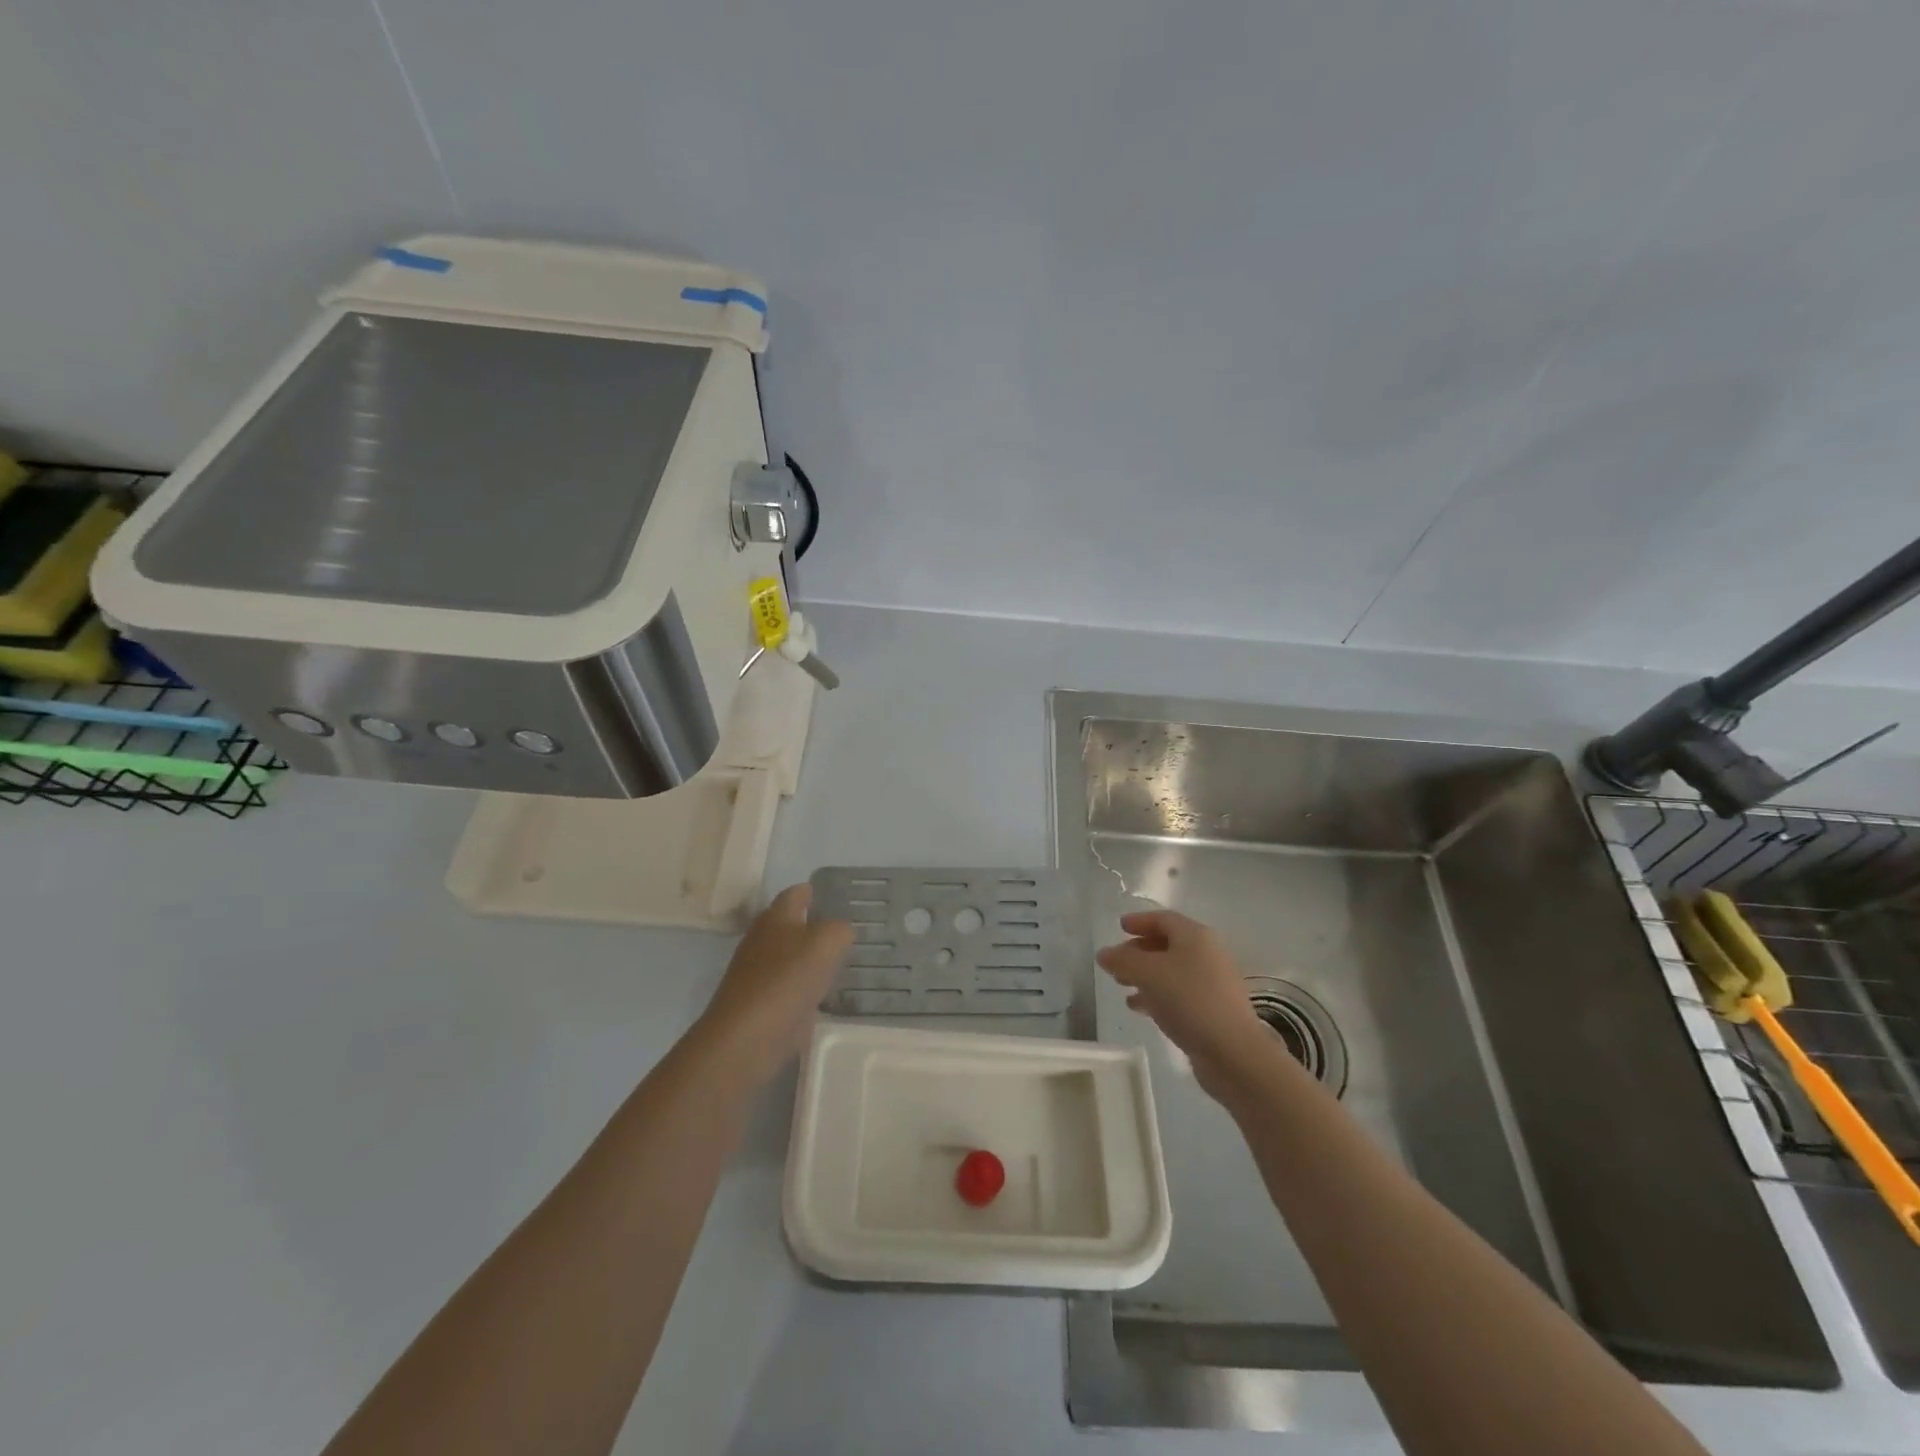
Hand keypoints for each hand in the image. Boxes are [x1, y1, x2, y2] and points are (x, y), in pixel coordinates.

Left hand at [697, 884, 852, 1085]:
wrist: (746, 1039)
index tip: (833, 894)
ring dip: (811, 957)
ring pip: (790, 956)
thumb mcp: (826, 943)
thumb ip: (839, 930)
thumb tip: (840, 931)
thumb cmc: (786, 980)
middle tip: (845, 930)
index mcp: (775, 918)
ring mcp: (758, 973)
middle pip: (790, 924)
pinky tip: (825, 994)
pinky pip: (789, 986)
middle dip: (814, 924)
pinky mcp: (761, 1004)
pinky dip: (806, 986)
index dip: (812, 891)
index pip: (795, 893)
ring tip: (841, 961)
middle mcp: (763, 940)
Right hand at [1096, 910, 1274, 1097]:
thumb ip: (1122, 960)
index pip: (1164, 919)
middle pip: (1168, 944)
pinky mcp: (1212, 1009)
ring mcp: (1212, 983)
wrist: (1233, 1053)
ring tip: (1121, 985)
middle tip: (1116, 961)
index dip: (1140, 921)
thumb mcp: (1148, 974)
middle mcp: (1207, 954)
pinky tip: (1139, 1008)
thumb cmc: (1189, 1000)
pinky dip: (1157, 995)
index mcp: (1196, 937)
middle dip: (1139, 950)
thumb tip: (1104, 954)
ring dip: (1145, 975)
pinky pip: (1179, 993)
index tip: (1119, 927)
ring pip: (1171, 971)